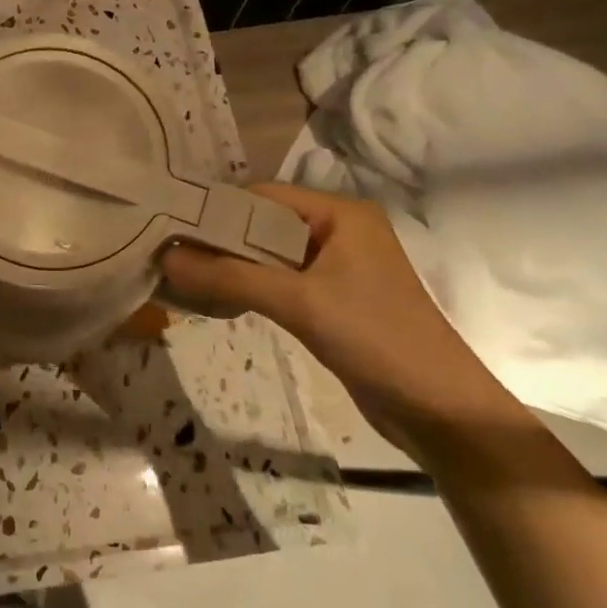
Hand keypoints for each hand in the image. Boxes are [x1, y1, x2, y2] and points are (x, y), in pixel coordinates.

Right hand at [161, 184, 532, 459]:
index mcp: (340, 214)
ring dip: (231, 265)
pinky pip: (279, 281)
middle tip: (168, 251)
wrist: (439, 411)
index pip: (263, 196)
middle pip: (263, 224)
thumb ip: (231, 276)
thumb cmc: (375, 338)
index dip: (217, 208)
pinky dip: (249, 286)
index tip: (171, 224)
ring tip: (182, 274)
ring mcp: (336, 267)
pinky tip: (217, 297)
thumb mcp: (299, 301)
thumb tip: (167, 257)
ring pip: (269, 255)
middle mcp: (339, 232)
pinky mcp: (332, 300)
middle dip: (218, 239)